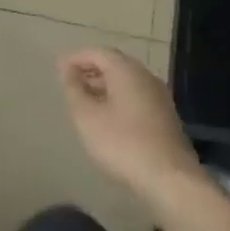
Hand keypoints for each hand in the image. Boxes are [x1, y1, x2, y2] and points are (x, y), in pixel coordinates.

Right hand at [57, 47, 204, 205]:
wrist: (169, 178)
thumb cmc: (122, 143)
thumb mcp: (87, 117)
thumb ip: (74, 89)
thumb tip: (67, 68)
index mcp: (126, 70)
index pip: (98, 52)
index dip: (77, 58)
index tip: (59, 70)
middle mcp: (145, 76)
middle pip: (114, 64)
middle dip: (91, 70)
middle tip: (71, 84)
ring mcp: (159, 96)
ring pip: (126, 81)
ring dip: (104, 86)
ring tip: (85, 102)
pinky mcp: (165, 116)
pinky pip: (136, 96)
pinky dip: (118, 99)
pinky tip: (108, 119)